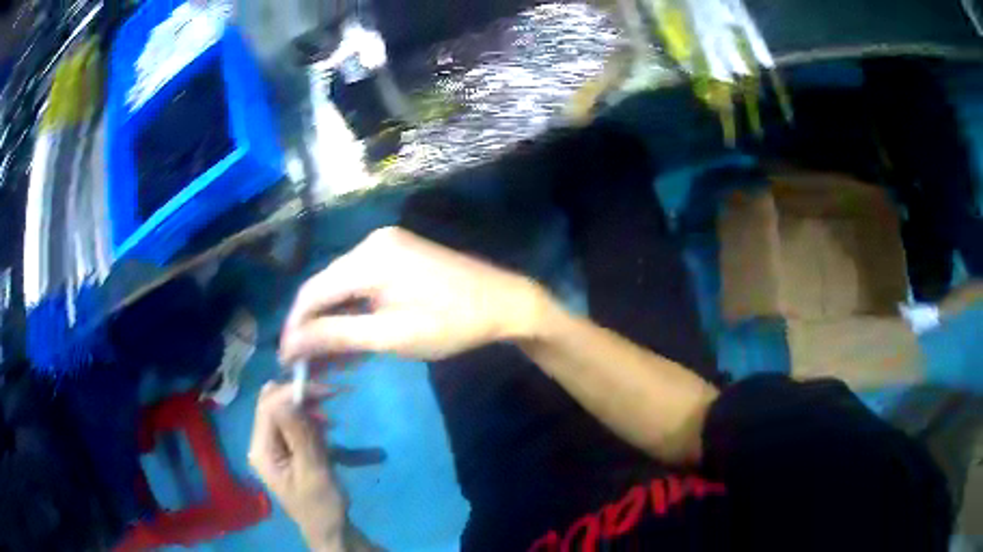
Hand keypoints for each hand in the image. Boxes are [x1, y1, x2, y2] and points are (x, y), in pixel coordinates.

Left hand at [248, 382, 345, 550]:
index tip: (324, 391)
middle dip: (300, 398)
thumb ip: (299, 436)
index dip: (292, 393)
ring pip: (283, 411)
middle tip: (330, 398)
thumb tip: (286, 400)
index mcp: (261, 451)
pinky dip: (310, 420)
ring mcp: (272, 446)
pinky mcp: (285, 449)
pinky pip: (292, 424)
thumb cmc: (321, 505)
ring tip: (331, 423)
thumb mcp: (313, 472)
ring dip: (307, 409)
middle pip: (273, 405)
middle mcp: (261, 444)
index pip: (268, 408)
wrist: (329, 528)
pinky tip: (326, 430)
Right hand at [279, 227, 551, 363]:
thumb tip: (292, 343)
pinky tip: (349, 338)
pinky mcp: (396, 254)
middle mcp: (370, 243)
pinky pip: (360, 283)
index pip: (312, 292)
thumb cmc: (451, 324)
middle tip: (306, 365)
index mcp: (368, 257)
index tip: (287, 360)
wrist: (504, 302)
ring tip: (326, 360)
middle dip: (312, 328)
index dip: (295, 327)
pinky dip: (352, 311)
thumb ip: (337, 336)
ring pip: (341, 287)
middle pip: (325, 288)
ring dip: (332, 322)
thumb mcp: (391, 336)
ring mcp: (384, 245)